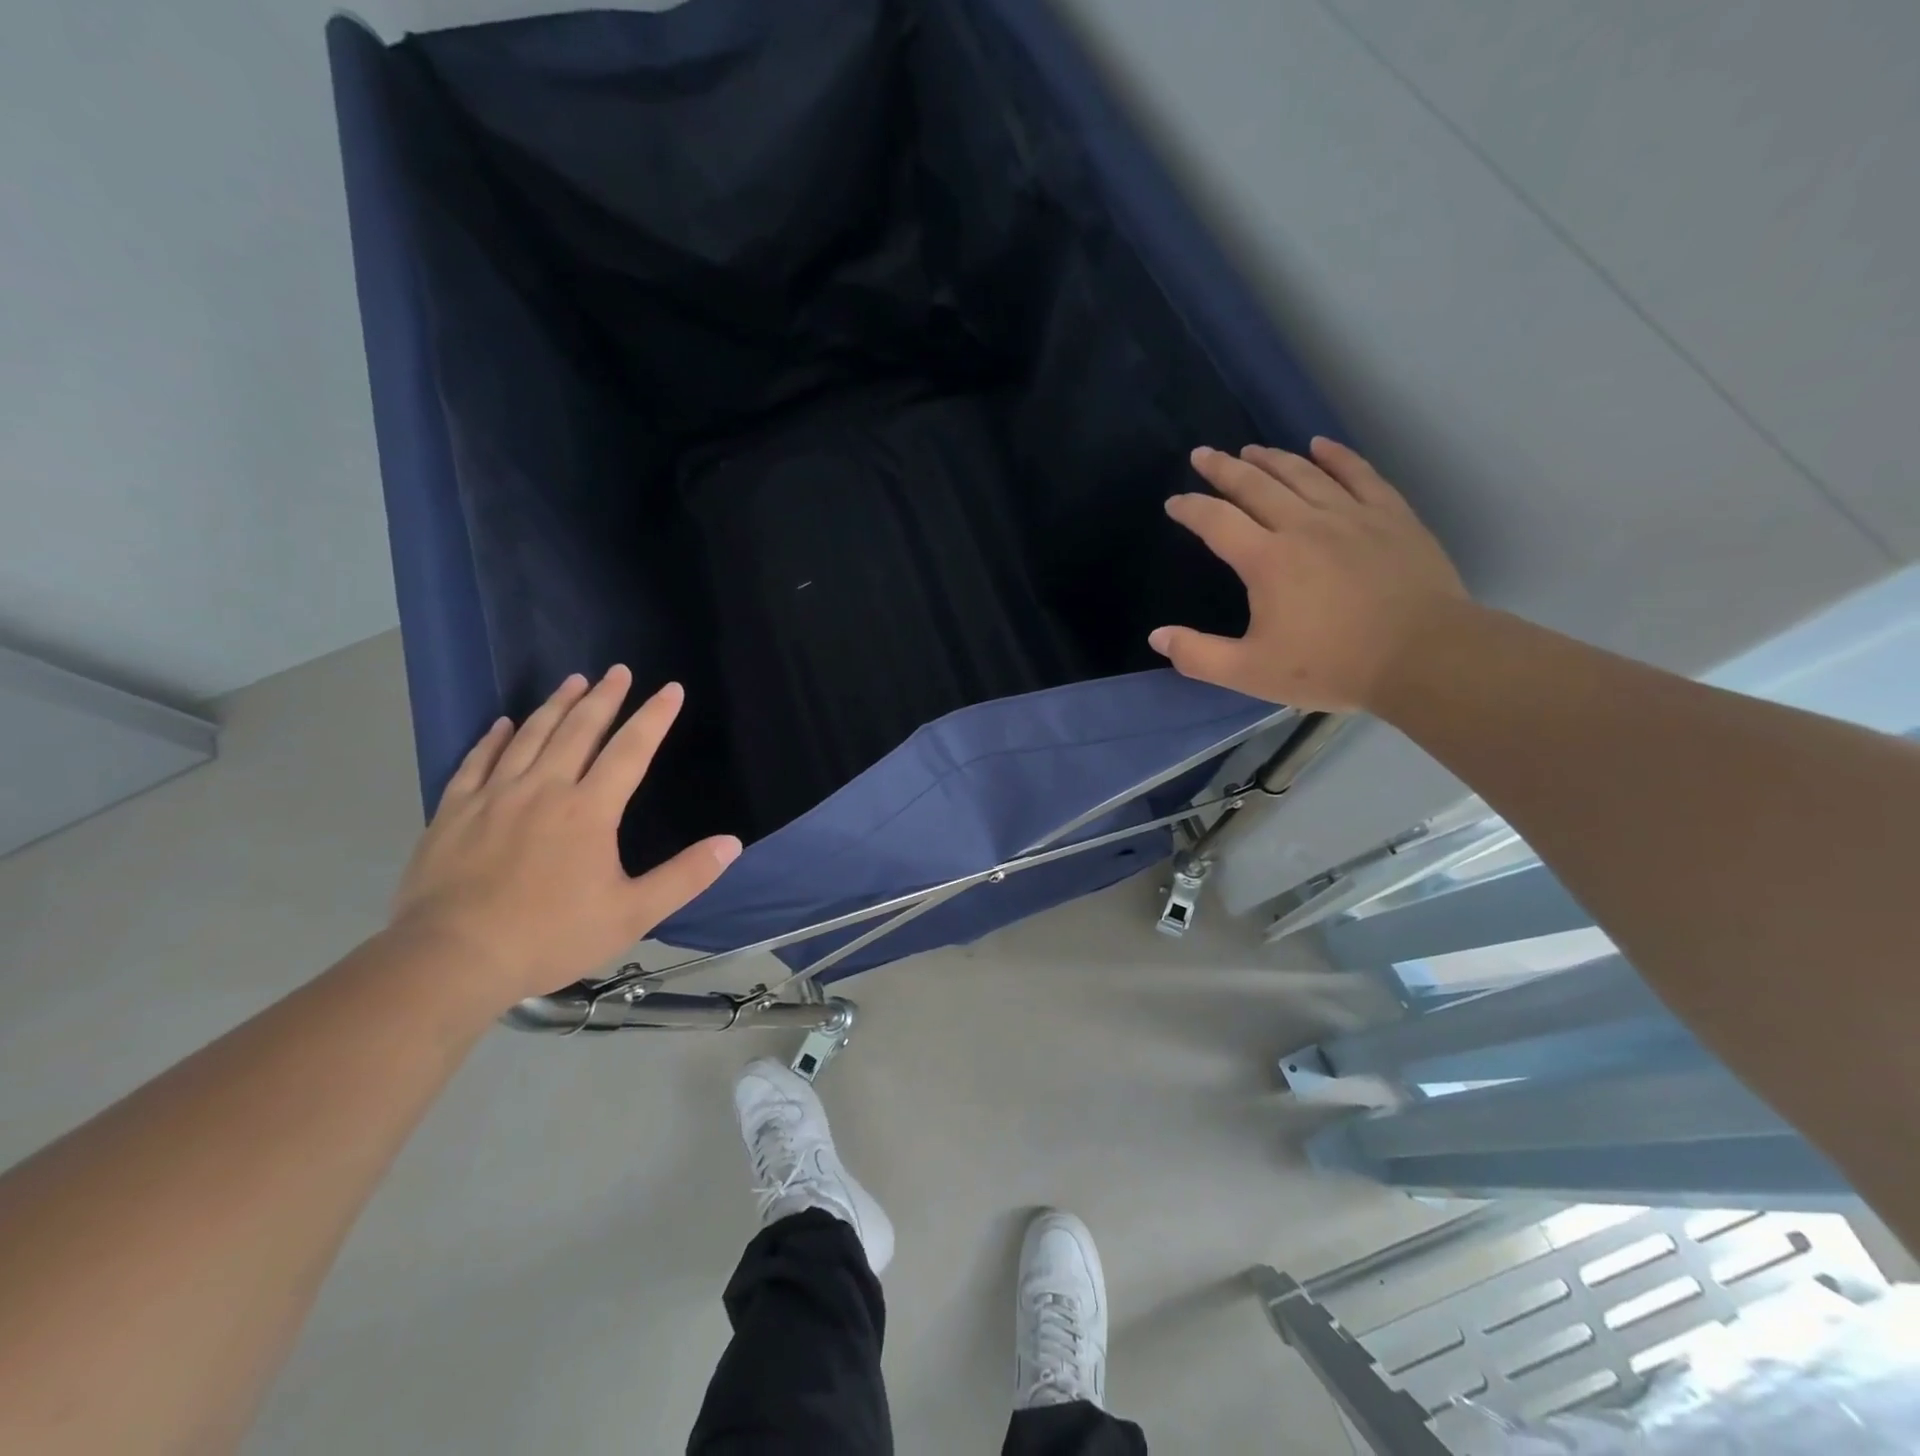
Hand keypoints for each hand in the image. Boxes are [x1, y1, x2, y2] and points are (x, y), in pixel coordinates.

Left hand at [389, 667, 740, 1007]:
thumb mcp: (632, 914)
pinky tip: (502, 724)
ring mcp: (494, 796)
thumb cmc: (550, 936)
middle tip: (618, 670)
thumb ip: (685, 876)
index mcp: (589, 809)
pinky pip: (476, 761)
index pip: (631, 750)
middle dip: (604, 697)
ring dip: (555, 705)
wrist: (451, 960)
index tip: (671, 688)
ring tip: (573, 681)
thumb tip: (732, 844)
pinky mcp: (454, 812)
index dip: (654, 716)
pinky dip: (494, 738)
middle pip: (579, 730)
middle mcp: (543, 789)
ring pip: (530, 736)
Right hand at [1150, 437, 1469, 711]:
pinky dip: (1336, 456)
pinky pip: (1358, 474)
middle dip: (1224, 468)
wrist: (1424, 657)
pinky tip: (1320, 445)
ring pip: (1303, 474)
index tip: (1174, 502)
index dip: (1191, 508)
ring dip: (1272, 458)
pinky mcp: (1391, 517)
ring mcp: (1351, 515)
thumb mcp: (1251, 673)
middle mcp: (1304, 525)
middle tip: (1204, 454)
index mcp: (1267, 559)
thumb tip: (1157, 636)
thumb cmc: (1332, 666)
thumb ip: (1198, 656)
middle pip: (1256, 485)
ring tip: (1251, 449)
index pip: (1217, 521)